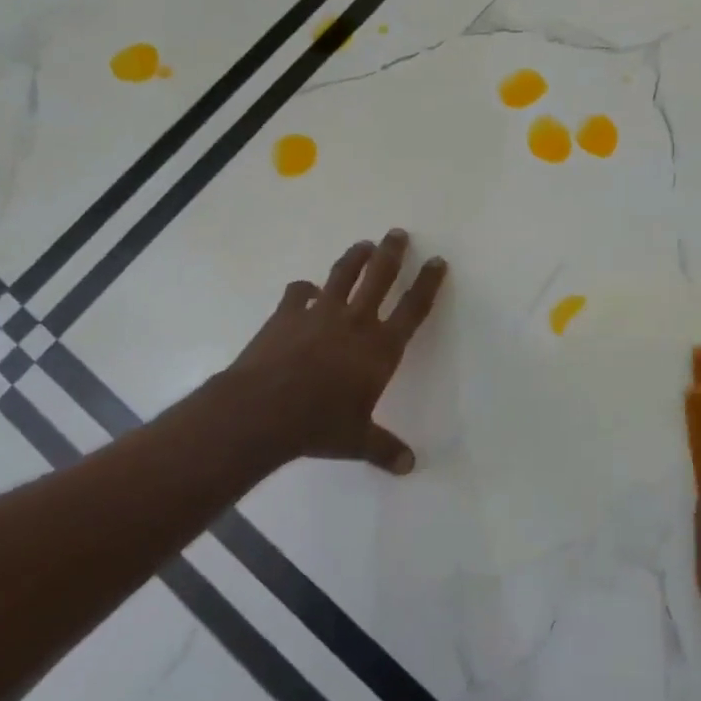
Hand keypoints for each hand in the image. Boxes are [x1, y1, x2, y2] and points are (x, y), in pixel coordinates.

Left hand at [219, 229, 447, 473]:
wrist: (263, 410)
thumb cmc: (319, 425)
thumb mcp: (357, 441)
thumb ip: (385, 449)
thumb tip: (409, 466)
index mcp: (380, 348)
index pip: (413, 309)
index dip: (428, 283)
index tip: (437, 261)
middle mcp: (355, 322)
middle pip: (380, 278)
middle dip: (392, 253)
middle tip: (398, 233)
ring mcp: (319, 314)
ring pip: (343, 275)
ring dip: (355, 257)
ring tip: (364, 244)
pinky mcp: (286, 314)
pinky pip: (298, 293)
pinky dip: (304, 289)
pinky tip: (305, 289)